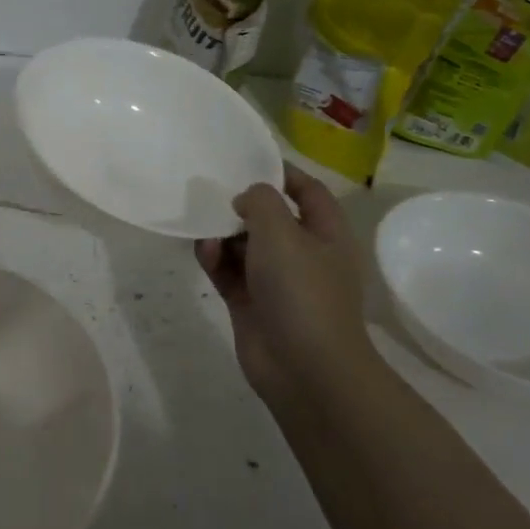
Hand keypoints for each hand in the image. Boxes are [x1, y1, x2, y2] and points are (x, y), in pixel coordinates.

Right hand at [195, 164, 374, 411]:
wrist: (304, 369)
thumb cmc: (302, 291)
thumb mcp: (282, 231)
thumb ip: (260, 201)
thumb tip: (245, 198)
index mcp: (326, 234)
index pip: (308, 191)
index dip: (282, 172)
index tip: (247, 159)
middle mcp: (304, 254)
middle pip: (270, 217)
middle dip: (241, 204)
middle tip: (210, 189)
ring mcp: (276, 281)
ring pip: (244, 244)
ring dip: (222, 233)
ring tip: (203, 226)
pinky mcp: (251, 303)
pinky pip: (228, 270)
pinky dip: (214, 259)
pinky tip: (203, 252)